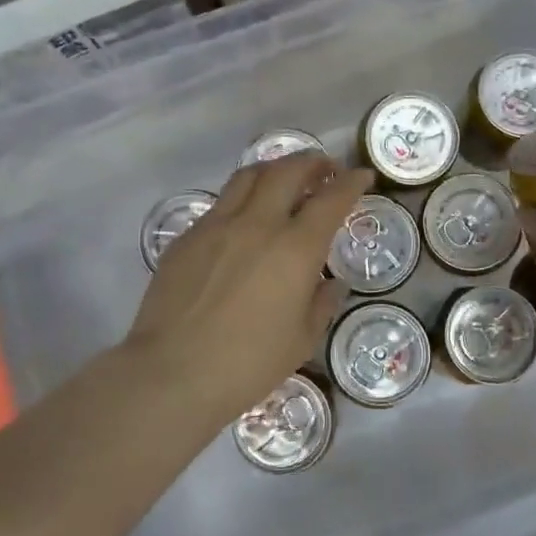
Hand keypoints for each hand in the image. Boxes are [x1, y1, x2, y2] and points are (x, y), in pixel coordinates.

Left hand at [125, 154, 372, 428]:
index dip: (352, 182)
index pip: (332, 199)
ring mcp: (217, 225)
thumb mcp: (302, 340)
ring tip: (284, 180)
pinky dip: (242, 199)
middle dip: (313, 162)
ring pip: (249, 176)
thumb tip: (331, 284)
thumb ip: (322, 304)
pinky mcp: (187, 237)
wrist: (173, 373)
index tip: (362, 175)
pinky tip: (244, 220)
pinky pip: (220, 204)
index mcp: (295, 249)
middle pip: (288, 171)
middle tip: (325, 169)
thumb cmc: (248, 364)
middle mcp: (258, 224)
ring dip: (274, 170)